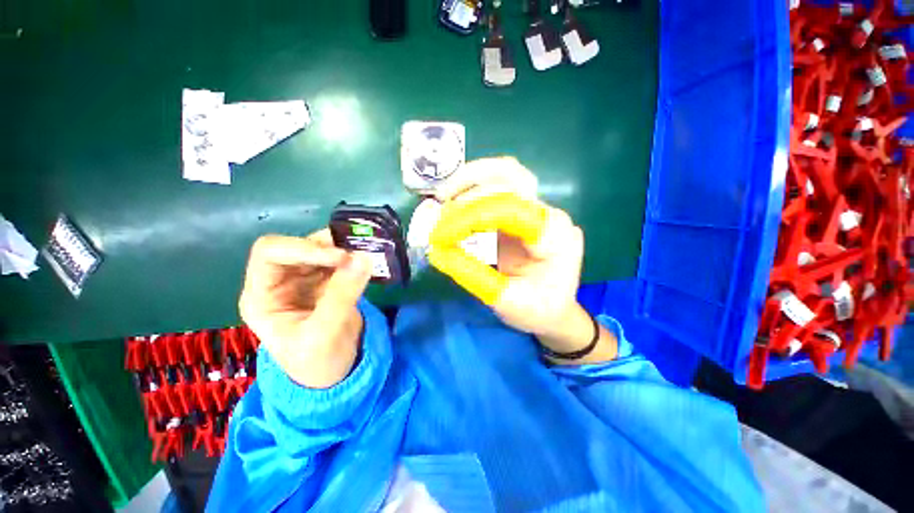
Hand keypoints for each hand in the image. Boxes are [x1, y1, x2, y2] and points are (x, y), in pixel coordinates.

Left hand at [238, 230, 373, 387]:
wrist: (334, 372)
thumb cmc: (317, 362)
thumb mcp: (325, 333)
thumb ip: (342, 295)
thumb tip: (363, 258)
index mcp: (262, 296)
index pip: (270, 253)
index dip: (303, 249)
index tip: (341, 258)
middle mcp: (280, 281)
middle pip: (297, 247)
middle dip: (327, 247)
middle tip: (359, 254)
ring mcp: (305, 279)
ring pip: (321, 248)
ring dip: (343, 248)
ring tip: (366, 256)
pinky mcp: (327, 280)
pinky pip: (340, 259)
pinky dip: (354, 257)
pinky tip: (367, 263)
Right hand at [435, 158, 616, 363]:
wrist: (555, 310)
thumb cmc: (538, 310)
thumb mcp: (507, 302)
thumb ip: (473, 275)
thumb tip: (437, 252)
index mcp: (554, 237)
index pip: (509, 209)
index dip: (469, 218)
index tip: (439, 236)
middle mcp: (548, 214)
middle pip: (510, 178)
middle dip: (468, 191)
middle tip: (439, 212)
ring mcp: (537, 210)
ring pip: (505, 174)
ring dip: (470, 181)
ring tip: (443, 197)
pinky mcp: (522, 212)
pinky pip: (497, 188)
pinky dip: (472, 189)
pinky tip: (454, 200)